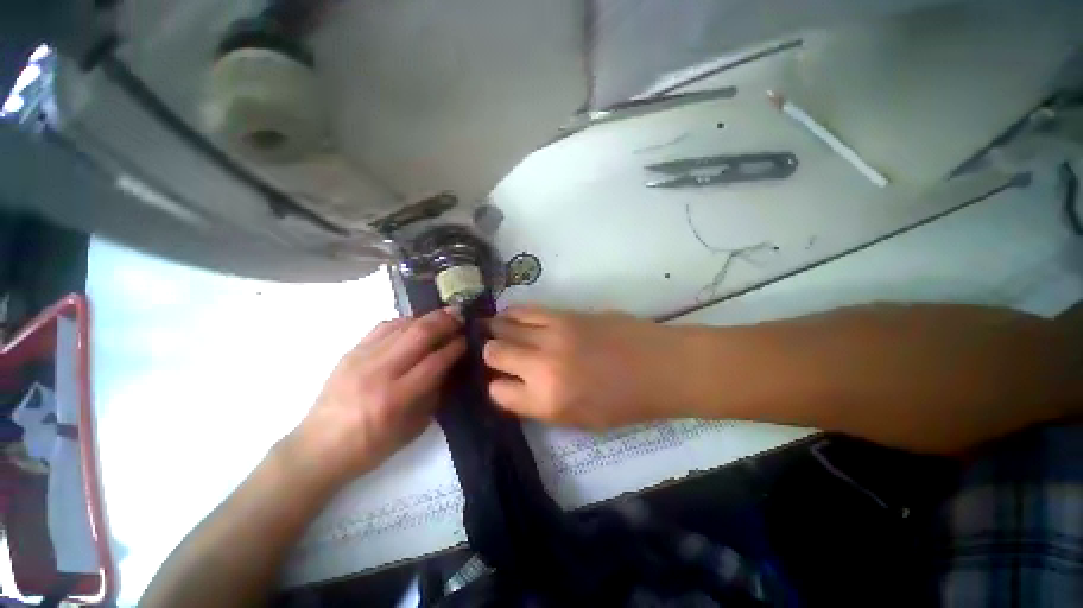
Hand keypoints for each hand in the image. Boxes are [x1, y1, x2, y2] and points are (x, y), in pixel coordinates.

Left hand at [286, 310, 464, 484]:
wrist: (318, 448)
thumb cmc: (371, 446)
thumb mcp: (413, 428)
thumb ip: (434, 394)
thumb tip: (451, 366)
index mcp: (396, 398)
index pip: (435, 361)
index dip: (456, 346)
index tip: (469, 338)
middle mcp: (379, 372)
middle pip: (420, 335)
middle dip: (446, 322)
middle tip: (461, 315)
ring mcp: (362, 358)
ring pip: (403, 325)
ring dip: (428, 317)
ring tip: (445, 314)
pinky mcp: (350, 352)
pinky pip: (383, 326)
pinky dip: (405, 320)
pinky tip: (417, 322)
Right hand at [484, 306, 691, 430]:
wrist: (659, 365)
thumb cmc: (624, 403)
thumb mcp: (578, 420)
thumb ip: (539, 405)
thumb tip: (513, 385)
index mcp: (547, 401)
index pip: (498, 393)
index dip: (497, 387)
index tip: (503, 382)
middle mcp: (542, 367)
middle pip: (494, 354)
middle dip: (491, 356)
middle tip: (498, 355)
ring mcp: (552, 335)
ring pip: (504, 326)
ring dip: (498, 330)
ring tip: (498, 331)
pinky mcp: (564, 314)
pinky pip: (525, 309)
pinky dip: (513, 314)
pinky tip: (512, 316)